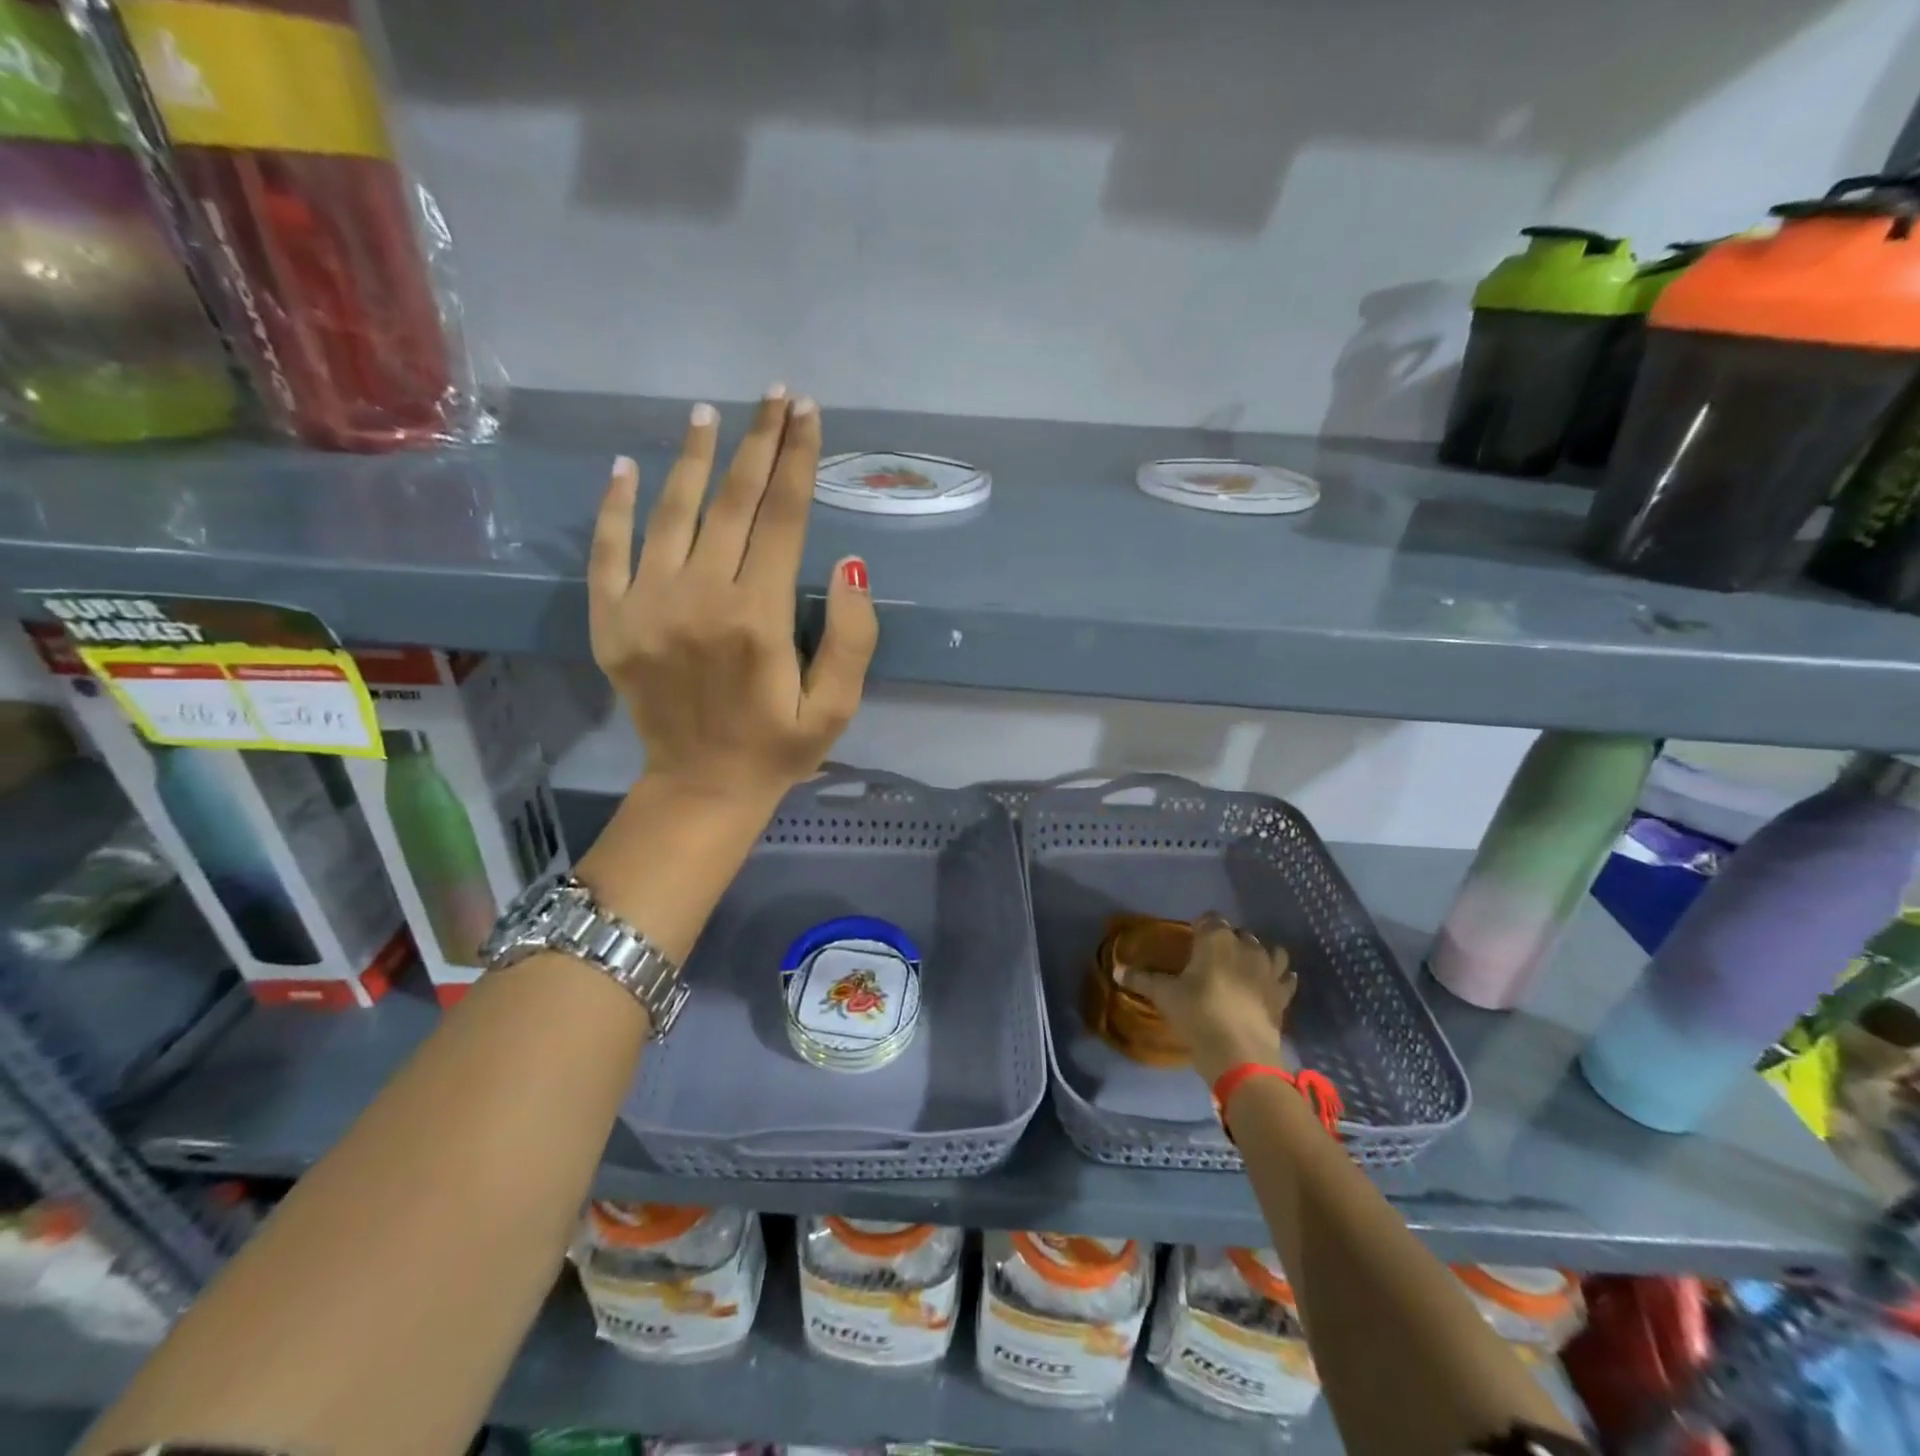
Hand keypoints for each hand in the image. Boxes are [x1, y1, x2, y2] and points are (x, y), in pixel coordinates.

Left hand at [589, 391, 878, 810]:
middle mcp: (701, 598)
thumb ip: (852, 638)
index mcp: (759, 617)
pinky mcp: (612, 622)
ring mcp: (648, 606)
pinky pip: (608, 551)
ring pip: (672, 512)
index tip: (808, 414)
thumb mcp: (836, 707)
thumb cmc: (778, 747)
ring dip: (693, 457)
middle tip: (774, 395)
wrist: (701, 789)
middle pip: (733, 502)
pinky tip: (626, 467)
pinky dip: (615, 506)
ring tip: (709, 414)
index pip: (783, 518)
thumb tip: (850, 565)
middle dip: (759, 443)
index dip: (799, 461)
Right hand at [1113, 912, 1297, 1082]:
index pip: (1209, 919)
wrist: (1240, 1053)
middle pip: (1238, 933)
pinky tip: (1273, 982)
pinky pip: (1286, 977)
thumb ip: (1141, 980)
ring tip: (1244, 967)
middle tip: (1211, 959)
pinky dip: (1281, 976)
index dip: (1200, 927)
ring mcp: (1270, 969)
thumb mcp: (1164, 996)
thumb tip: (1116, 970)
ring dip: (1257, 954)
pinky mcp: (1283, 993)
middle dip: (1227, 940)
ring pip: (1269, 950)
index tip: (1191, 940)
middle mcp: (1246, 945)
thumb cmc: (1197, 1014)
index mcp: (1216, 938)